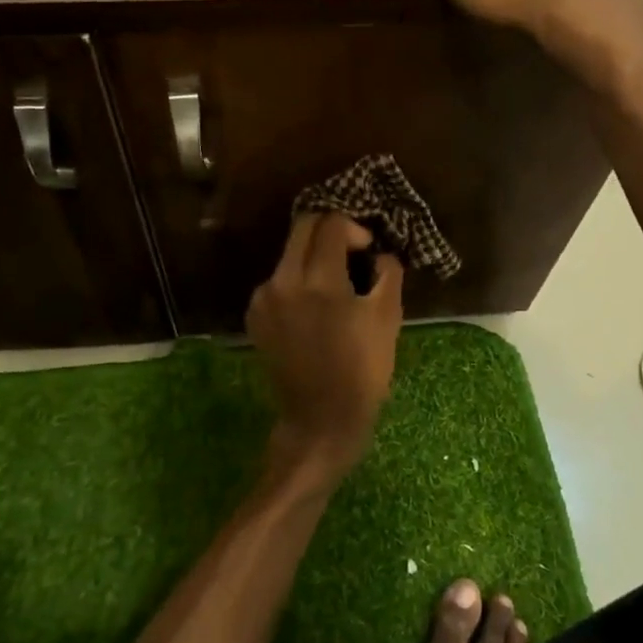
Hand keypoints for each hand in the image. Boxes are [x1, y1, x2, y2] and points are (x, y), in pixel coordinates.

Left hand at [247, 213, 404, 482]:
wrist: (321, 418)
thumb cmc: (362, 370)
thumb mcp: (388, 318)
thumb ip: (388, 273)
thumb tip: (381, 252)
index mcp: (319, 280)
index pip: (331, 224)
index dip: (355, 228)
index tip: (369, 249)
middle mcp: (283, 280)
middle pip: (303, 228)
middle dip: (330, 231)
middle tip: (351, 252)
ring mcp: (263, 298)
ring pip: (288, 254)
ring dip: (312, 257)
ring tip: (335, 283)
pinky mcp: (255, 315)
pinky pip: (277, 281)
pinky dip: (297, 281)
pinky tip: (313, 307)